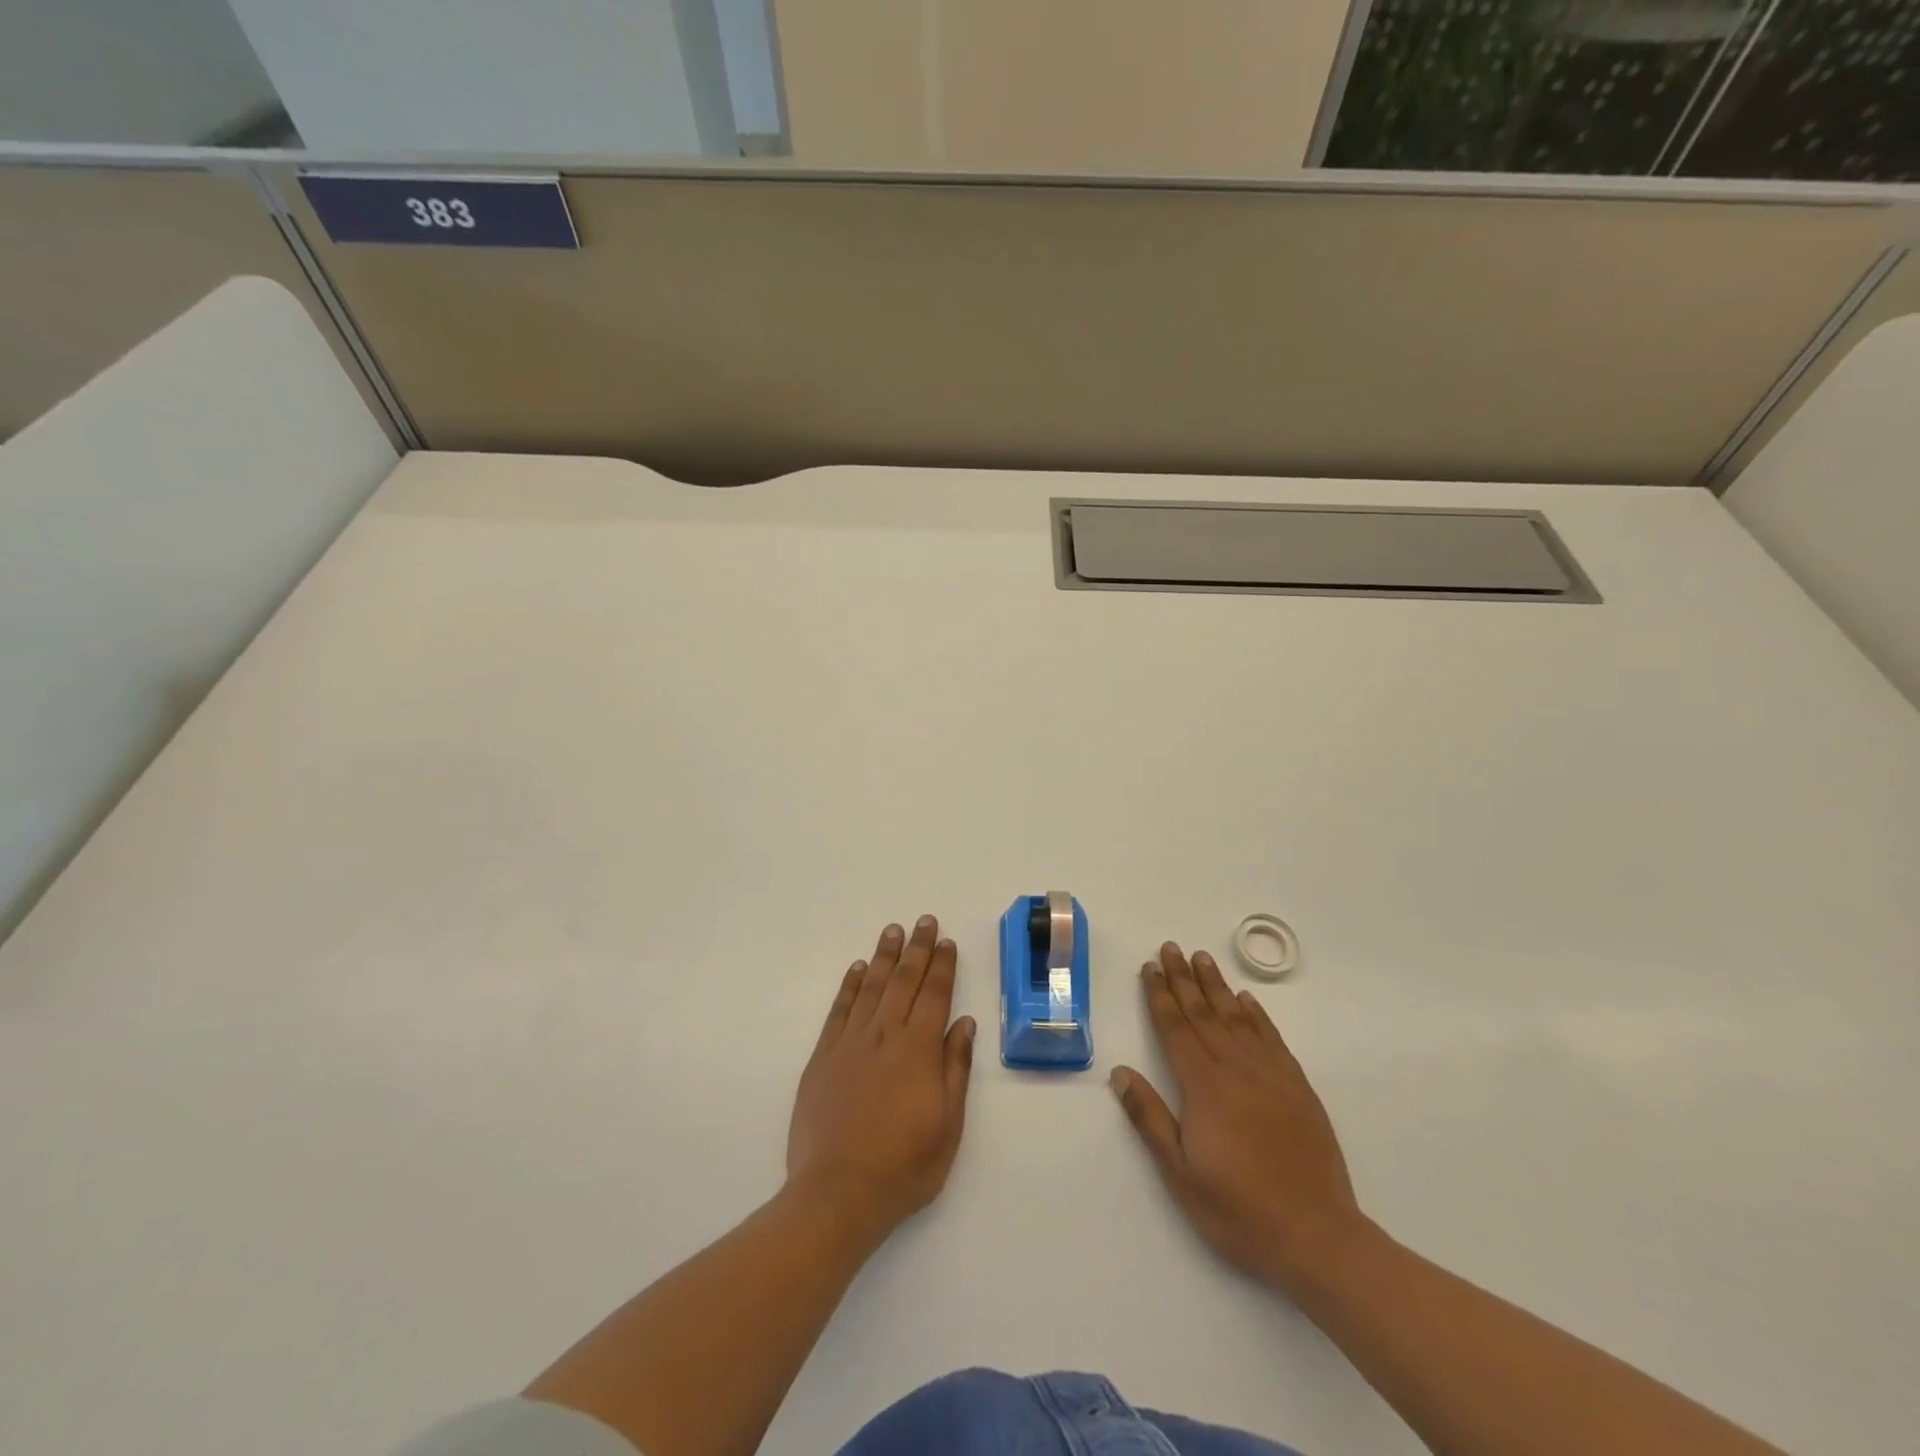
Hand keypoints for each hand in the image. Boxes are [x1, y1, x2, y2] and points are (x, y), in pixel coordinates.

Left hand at [787, 916, 976, 1244]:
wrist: (837, 1194)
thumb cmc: (903, 1166)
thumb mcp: (948, 1126)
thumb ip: (955, 1069)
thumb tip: (964, 1023)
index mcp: (919, 1050)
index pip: (934, 995)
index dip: (942, 966)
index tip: (946, 942)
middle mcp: (885, 1036)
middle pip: (903, 981)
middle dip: (917, 948)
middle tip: (924, 921)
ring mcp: (850, 1044)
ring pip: (871, 987)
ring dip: (884, 957)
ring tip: (893, 931)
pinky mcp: (823, 1057)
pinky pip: (840, 1010)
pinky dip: (850, 986)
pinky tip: (859, 970)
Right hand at [1112, 942, 1363, 1293]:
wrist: (1317, 1238)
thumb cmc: (1239, 1210)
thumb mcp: (1180, 1173)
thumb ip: (1150, 1118)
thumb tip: (1120, 1073)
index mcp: (1204, 1087)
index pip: (1175, 1029)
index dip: (1160, 996)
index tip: (1150, 968)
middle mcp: (1236, 1070)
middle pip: (1203, 1013)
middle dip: (1183, 979)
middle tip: (1171, 948)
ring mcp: (1271, 1076)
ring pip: (1237, 1019)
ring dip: (1217, 986)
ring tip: (1202, 959)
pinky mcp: (1298, 1089)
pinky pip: (1273, 1039)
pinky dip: (1257, 1015)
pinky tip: (1247, 1001)